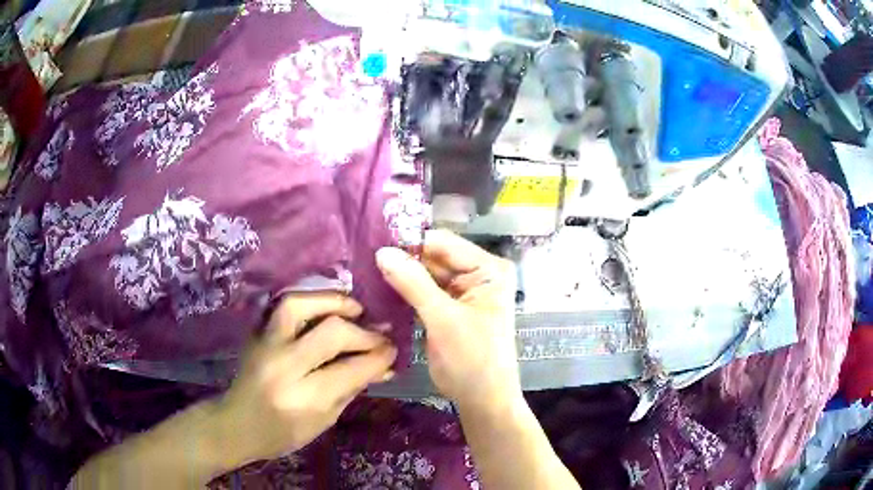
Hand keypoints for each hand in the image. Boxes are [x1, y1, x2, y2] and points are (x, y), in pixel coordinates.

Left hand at [213, 293, 396, 468]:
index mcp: (304, 398)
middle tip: (380, 335)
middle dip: (363, 333)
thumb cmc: (283, 434)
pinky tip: (325, 307)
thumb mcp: (324, 421)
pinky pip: (282, 306)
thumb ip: (352, 389)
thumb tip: (383, 366)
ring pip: (299, 306)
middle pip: (330, 333)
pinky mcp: (256, 334)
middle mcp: (283, 367)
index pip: (350, 369)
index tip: (393, 351)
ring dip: (332, 302)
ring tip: (354, 308)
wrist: (237, 424)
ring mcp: (265, 346)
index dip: (378, 357)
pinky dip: (308, 301)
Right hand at [376, 230, 519, 413]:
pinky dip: (405, 290)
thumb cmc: (472, 359)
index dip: (410, 242)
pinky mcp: (448, 307)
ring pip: (426, 273)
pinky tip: (379, 287)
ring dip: (401, 274)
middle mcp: (478, 274)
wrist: (482, 399)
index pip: (445, 243)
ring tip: (366, 269)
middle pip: (435, 257)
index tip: (374, 242)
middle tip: (364, 256)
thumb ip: (414, 283)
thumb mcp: (443, 319)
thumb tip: (382, 251)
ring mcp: (463, 291)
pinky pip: (424, 291)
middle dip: (403, 258)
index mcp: (488, 269)